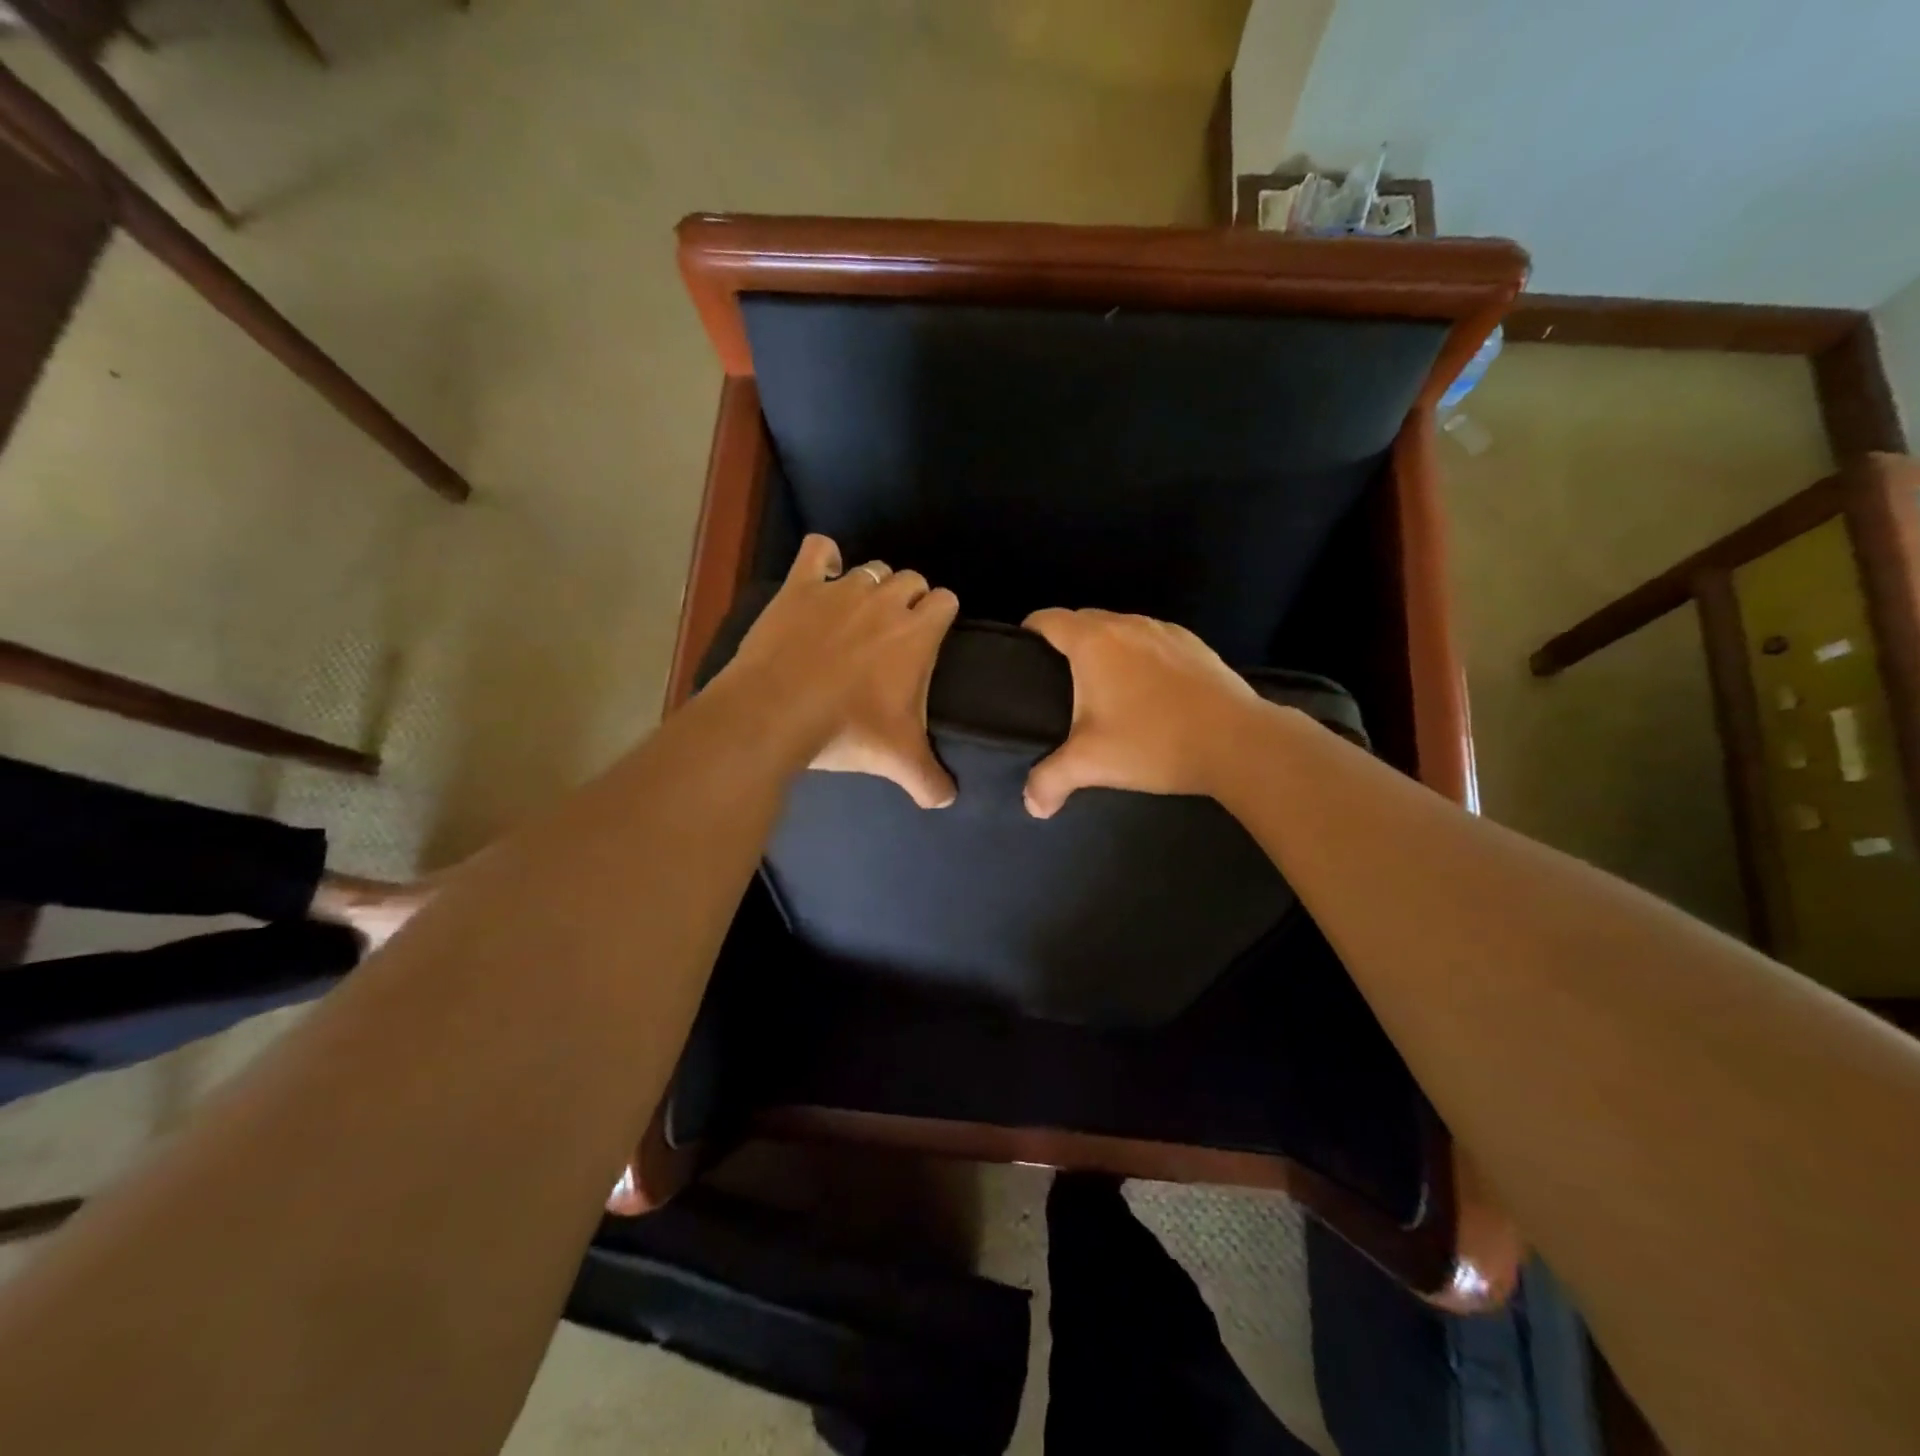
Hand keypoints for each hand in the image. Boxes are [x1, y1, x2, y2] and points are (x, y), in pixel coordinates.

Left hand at [716, 535, 959, 807]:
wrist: (777, 713)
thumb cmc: (848, 730)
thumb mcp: (898, 761)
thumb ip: (930, 779)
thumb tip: (948, 799)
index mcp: (917, 633)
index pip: (946, 600)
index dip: (940, 616)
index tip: (929, 638)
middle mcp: (885, 601)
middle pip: (912, 579)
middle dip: (909, 599)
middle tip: (893, 633)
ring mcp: (841, 589)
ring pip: (871, 569)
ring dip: (872, 586)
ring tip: (859, 615)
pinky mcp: (801, 587)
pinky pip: (818, 551)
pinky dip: (823, 559)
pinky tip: (821, 575)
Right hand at [1021, 608, 1261, 817]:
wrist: (1238, 742)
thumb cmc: (1153, 742)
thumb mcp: (1091, 764)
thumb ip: (1050, 781)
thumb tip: (1031, 806)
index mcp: (1093, 642)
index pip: (1048, 619)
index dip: (1029, 633)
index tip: (1022, 656)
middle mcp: (1127, 624)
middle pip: (1083, 620)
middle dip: (1066, 643)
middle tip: (1057, 683)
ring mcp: (1165, 631)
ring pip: (1121, 629)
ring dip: (1106, 650)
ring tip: (1103, 688)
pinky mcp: (1195, 645)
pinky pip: (1153, 642)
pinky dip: (1140, 657)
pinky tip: (1149, 693)